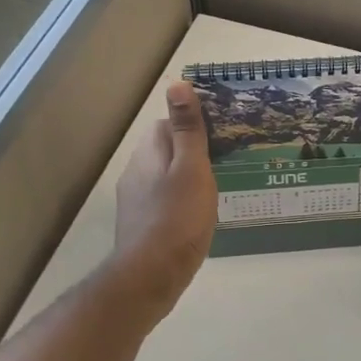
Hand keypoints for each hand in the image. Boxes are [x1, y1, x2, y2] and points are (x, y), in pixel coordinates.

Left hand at [111, 81, 218, 314]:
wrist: (150, 277)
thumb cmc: (178, 218)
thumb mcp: (192, 168)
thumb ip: (187, 128)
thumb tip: (177, 83)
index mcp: (149, 152)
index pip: (168, 124)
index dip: (194, 127)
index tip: (221, 136)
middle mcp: (135, 171)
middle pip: (166, 150)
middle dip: (192, 154)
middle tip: (225, 164)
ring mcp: (134, 200)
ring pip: (165, 177)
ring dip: (187, 179)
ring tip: (217, 190)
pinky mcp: (140, 224)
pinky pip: (163, 201)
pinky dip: (180, 202)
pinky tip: (198, 217)